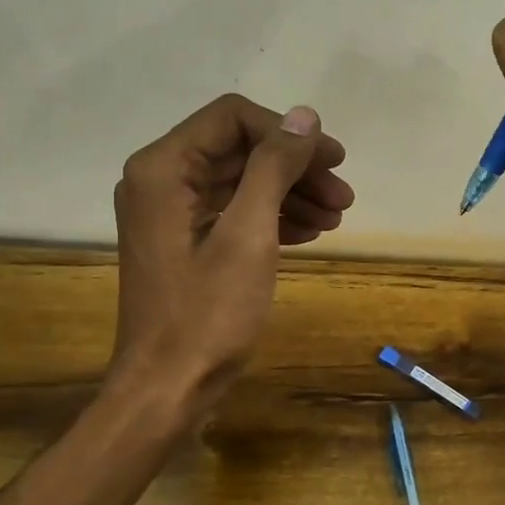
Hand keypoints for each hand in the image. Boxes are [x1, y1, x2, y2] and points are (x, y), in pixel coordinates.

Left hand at [108, 94, 352, 412]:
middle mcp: (160, 180)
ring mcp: (169, 214)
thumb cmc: (207, 313)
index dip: (287, 133)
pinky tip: (309, 234)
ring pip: (239, 183)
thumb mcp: (248, 234)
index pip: (232, 118)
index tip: (333, 161)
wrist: (169, 387)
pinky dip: (271, 218)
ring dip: (290, 194)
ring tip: (336, 218)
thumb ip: (274, 167)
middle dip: (294, 169)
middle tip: (344, 196)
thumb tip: (303, 116)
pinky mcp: (183, 243)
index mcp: (163, 168)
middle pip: (238, 150)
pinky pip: (232, 213)